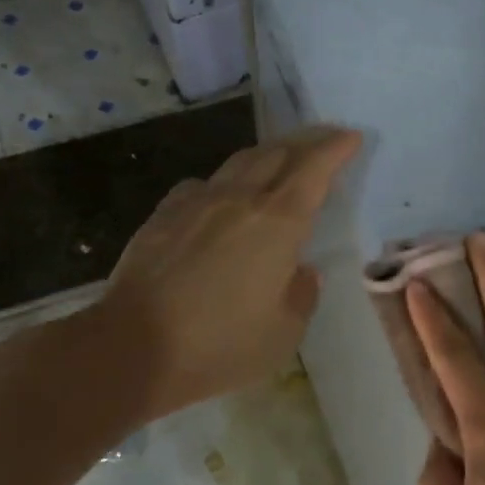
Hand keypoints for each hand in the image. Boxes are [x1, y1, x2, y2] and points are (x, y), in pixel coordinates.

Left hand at [90, 126, 360, 421]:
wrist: (132, 347)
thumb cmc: (220, 344)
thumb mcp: (284, 333)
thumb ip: (302, 295)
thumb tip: (302, 272)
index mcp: (278, 223)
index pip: (314, 169)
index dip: (336, 149)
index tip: (352, 137)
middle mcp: (240, 199)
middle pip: (277, 153)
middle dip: (306, 142)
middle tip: (324, 140)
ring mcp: (197, 203)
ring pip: (239, 162)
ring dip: (267, 156)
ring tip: (278, 162)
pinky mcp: (164, 215)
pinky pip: (202, 185)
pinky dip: (223, 183)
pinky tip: (220, 199)